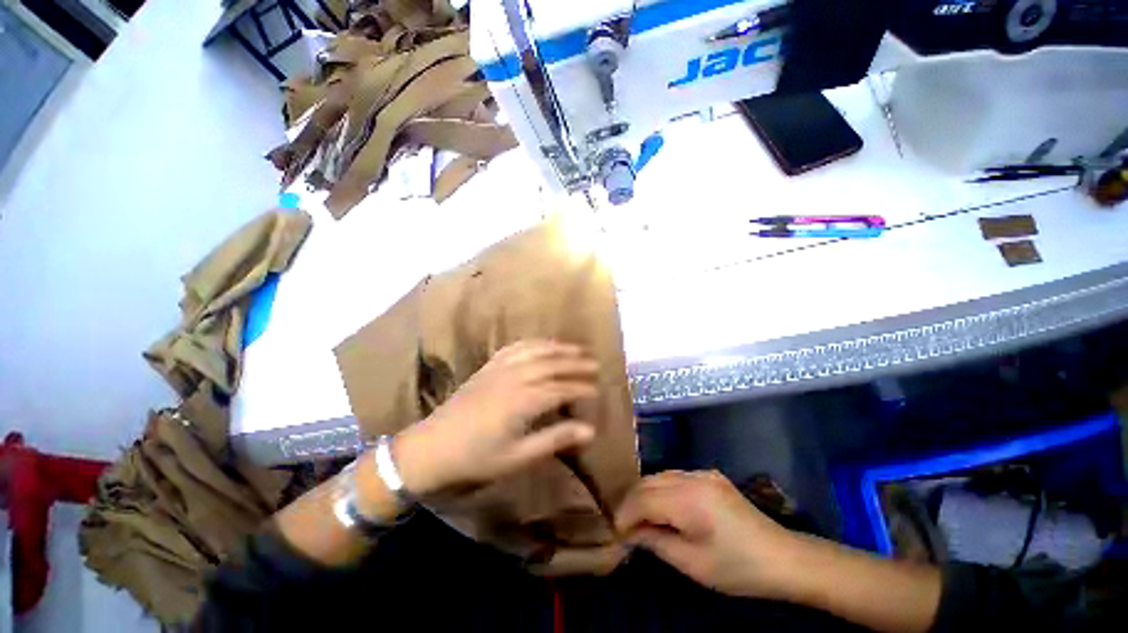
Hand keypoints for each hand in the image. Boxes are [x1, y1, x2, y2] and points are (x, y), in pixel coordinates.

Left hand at [394, 340, 598, 494]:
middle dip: (575, 363)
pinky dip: (532, 343)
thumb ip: (554, 439)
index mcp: (523, 401)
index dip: (581, 388)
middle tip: (595, 363)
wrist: (430, 449)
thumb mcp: (518, 457)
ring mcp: (499, 369)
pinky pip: (514, 347)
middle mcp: (514, 377)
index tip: (598, 389)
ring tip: (575, 348)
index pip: (561, 389)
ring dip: (557, 347)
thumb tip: (590, 430)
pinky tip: (541, 344)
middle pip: (551, 364)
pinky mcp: (488, 367)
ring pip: (535, 351)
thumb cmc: (476, 458)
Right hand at [616, 470, 802, 599]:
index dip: (625, 514)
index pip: (644, 498)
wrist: (784, 558)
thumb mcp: (693, 564)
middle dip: (632, 501)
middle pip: (649, 481)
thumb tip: (629, 533)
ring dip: (645, 494)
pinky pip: (675, 477)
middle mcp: (693, 477)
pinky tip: (662, 507)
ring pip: (660, 475)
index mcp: (690, 499)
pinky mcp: (710, 475)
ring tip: (639, 517)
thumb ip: (656, 542)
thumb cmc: (738, 568)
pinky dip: (661, 489)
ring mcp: (703, 473)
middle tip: (624, 525)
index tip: (615, 532)